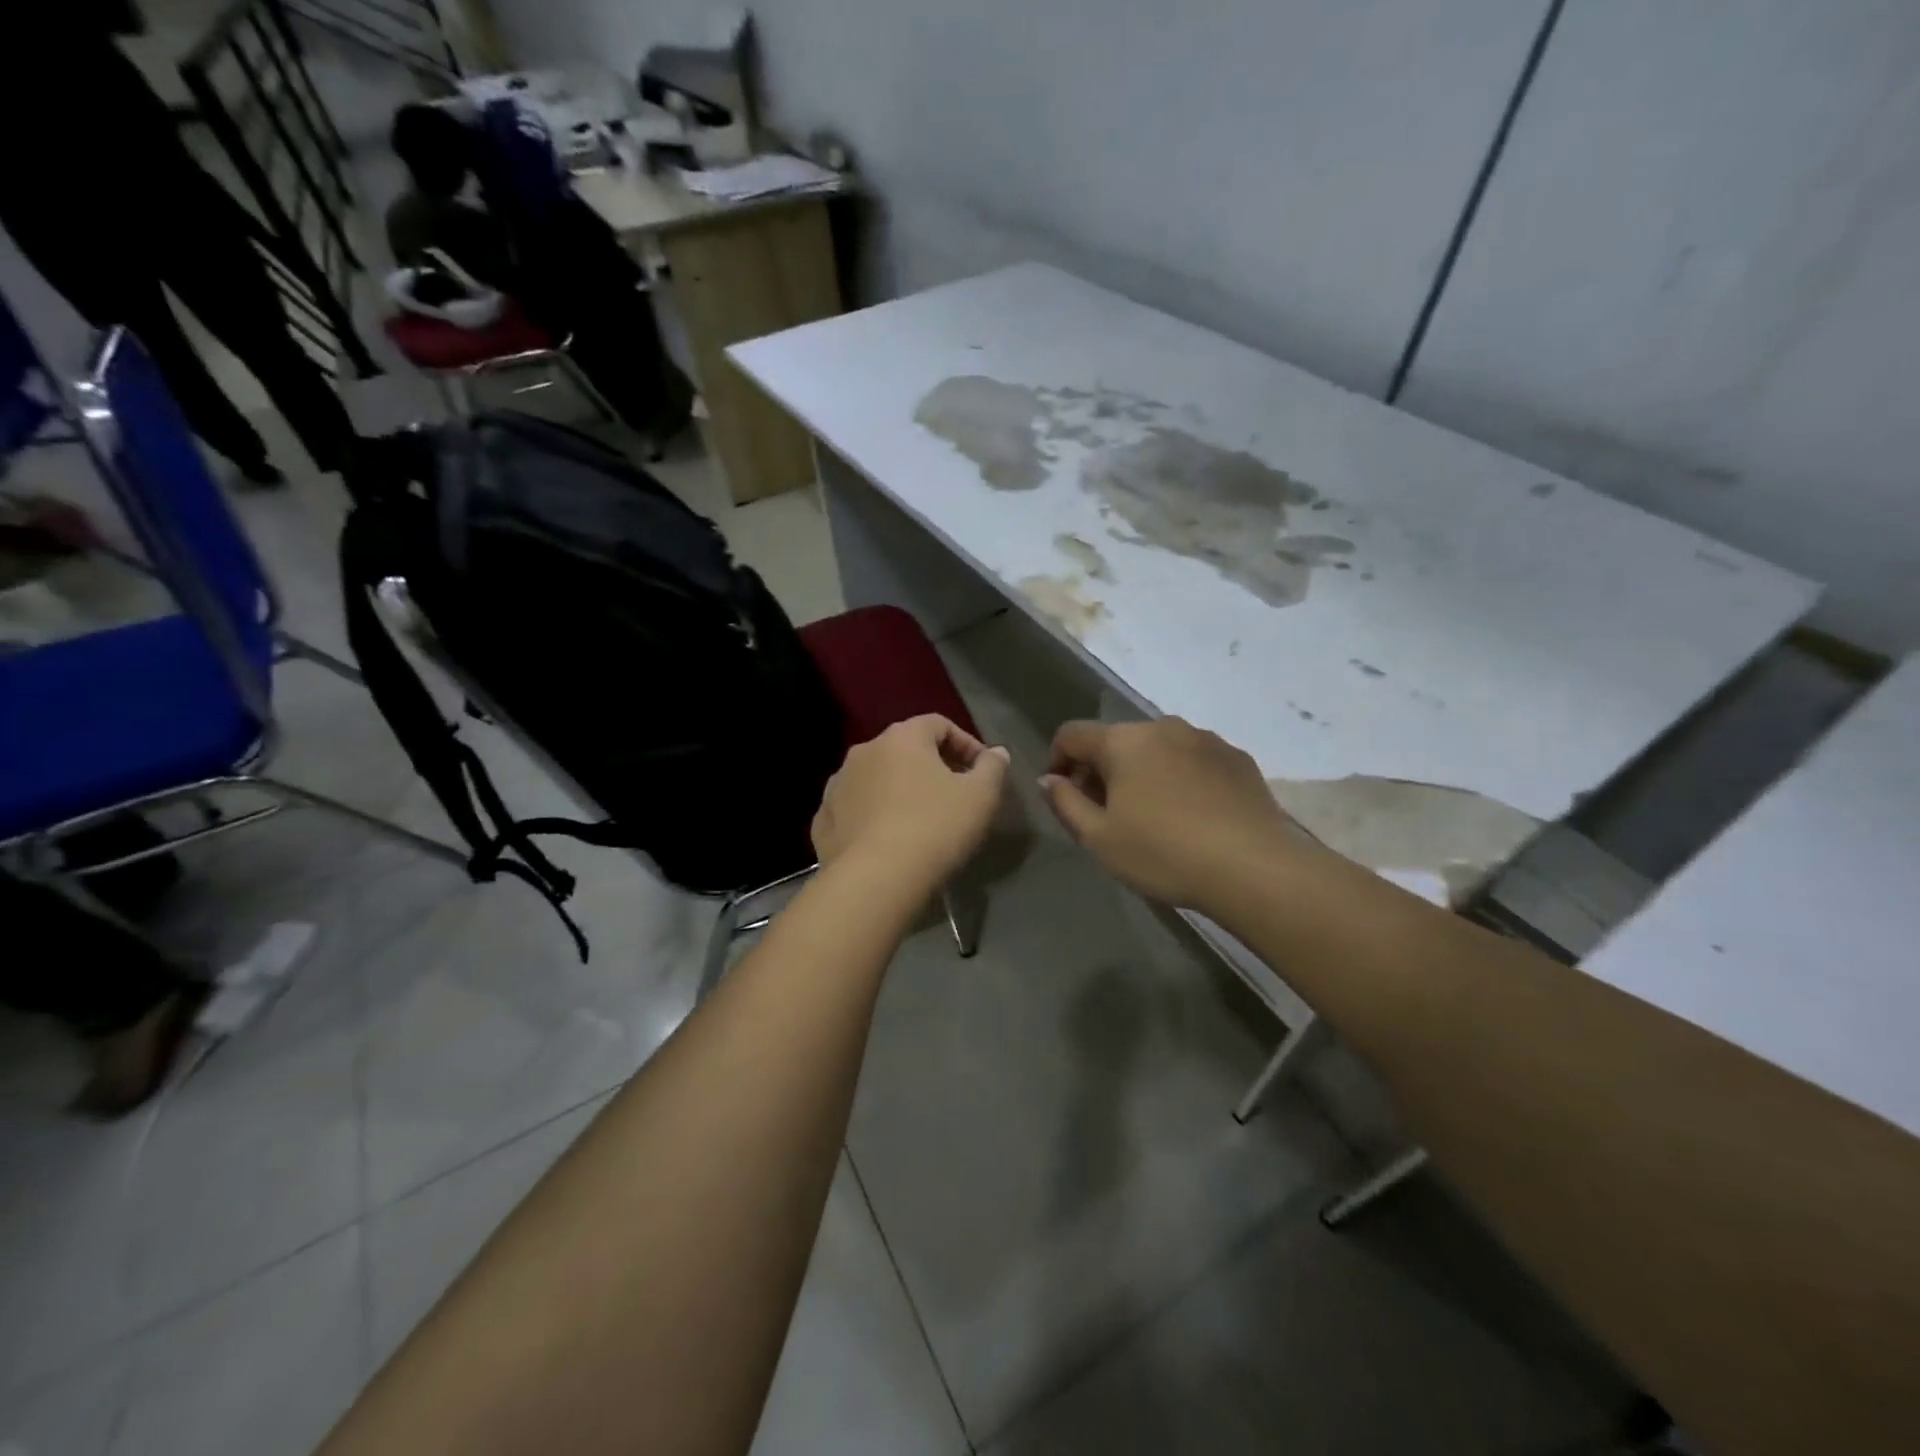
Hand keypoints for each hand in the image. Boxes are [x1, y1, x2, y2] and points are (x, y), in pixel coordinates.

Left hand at [811, 715, 1010, 890]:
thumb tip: (996, 753)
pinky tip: (887, 841)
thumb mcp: (981, 797)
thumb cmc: (935, 828)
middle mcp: (864, 751)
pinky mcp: (823, 820)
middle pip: (905, 749)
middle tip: (954, 795)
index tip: (982, 772)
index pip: (938, 724)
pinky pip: (855, 809)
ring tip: (919, 820)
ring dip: (899, 790)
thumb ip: (992, 768)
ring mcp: (838, 785)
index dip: (966, 744)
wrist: (875, 880)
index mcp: (902, 738)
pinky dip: (873, 816)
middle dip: (932, 767)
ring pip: (876, 779)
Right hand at [1040, 717, 1307, 911]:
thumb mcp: (1100, 838)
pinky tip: (1191, 814)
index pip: (1072, 734)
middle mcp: (1163, 726)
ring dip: (1142, 772)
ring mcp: (1205, 738)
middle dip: (1101, 769)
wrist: (1254, 868)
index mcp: (1124, 740)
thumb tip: (1051, 779)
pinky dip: (1179, 777)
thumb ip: (1066, 803)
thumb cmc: (1164, 853)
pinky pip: (1192, 759)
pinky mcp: (1237, 758)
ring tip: (1151, 815)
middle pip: (1116, 740)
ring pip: (1157, 748)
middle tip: (1105, 813)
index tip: (1063, 795)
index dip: (1057, 761)